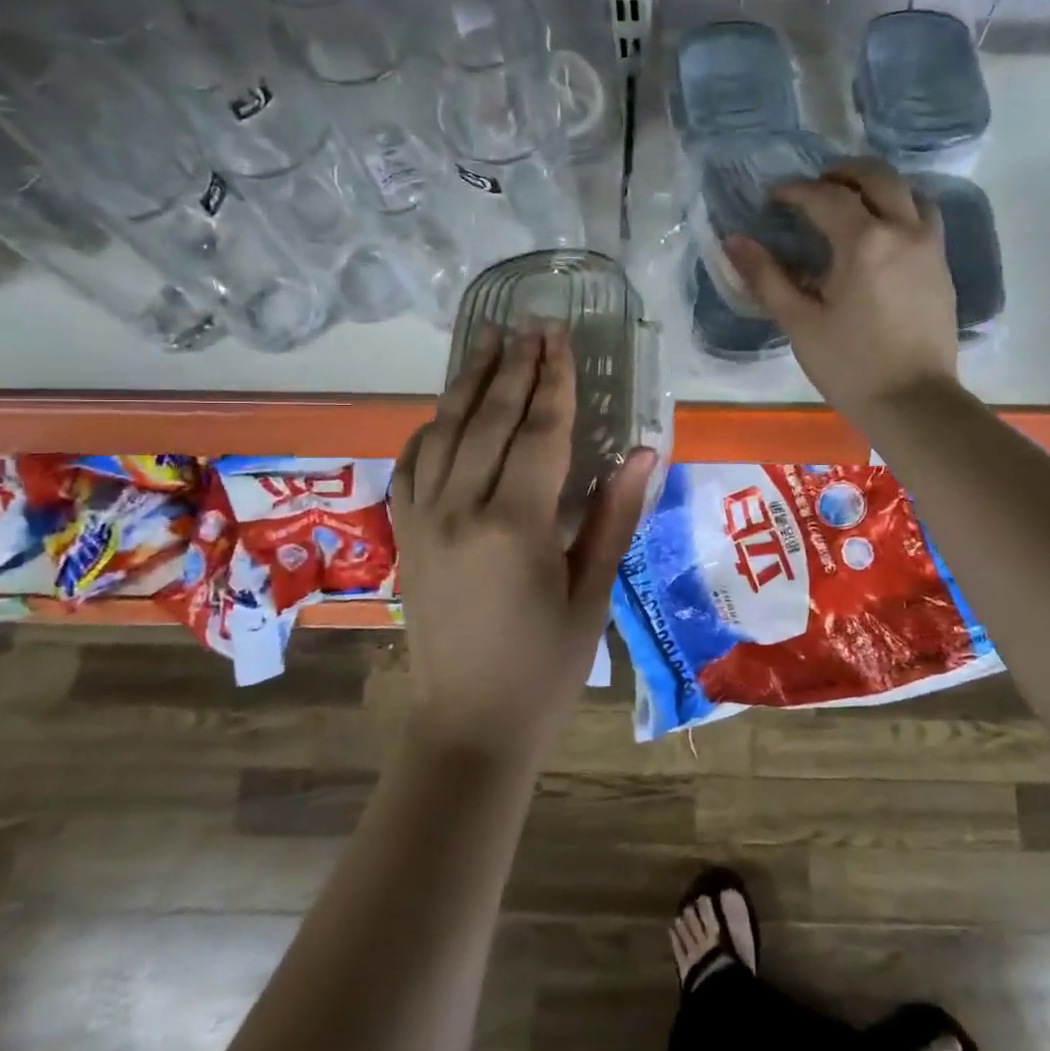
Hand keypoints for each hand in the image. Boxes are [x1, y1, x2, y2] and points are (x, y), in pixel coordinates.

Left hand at [392, 325, 656, 759]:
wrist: (468, 726)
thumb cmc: (545, 666)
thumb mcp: (592, 593)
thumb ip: (614, 516)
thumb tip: (644, 451)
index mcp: (515, 525)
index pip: (540, 432)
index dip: (554, 380)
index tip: (560, 337)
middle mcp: (460, 510)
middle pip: (490, 420)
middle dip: (513, 368)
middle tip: (529, 324)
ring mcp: (423, 521)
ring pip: (445, 432)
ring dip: (468, 384)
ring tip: (487, 342)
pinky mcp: (405, 536)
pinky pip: (411, 466)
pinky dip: (430, 430)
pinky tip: (445, 413)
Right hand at [726, 159, 960, 417]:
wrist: (913, 402)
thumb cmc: (850, 366)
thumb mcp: (800, 323)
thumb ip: (767, 277)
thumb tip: (734, 242)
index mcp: (864, 242)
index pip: (825, 196)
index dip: (795, 191)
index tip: (774, 198)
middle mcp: (903, 230)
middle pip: (876, 176)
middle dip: (842, 172)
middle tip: (814, 188)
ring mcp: (930, 247)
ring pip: (908, 192)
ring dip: (877, 188)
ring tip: (851, 206)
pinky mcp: (942, 267)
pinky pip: (924, 218)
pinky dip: (900, 210)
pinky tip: (880, 237)